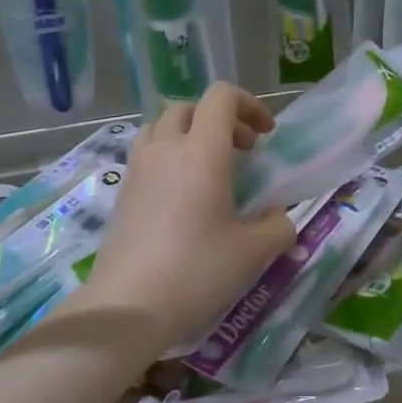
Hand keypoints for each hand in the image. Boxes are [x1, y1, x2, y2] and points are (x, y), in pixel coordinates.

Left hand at [71, 83, 296, 354]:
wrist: (128, 305)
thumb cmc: (197, 271)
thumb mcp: (253, 253)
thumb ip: (277, 227)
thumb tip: (278, 217)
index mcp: (202, 151)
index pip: (221, 97)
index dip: (249, 105)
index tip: (265, 136)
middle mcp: (166, 148)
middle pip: (190, 107)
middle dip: (221, 120)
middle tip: (242, 152)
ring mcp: (138, 168)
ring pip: (162, 126)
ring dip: (189, 133)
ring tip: (208, 168)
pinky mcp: (123, 191)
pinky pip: (147, 152)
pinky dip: (168, 156)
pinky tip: (182, 195)